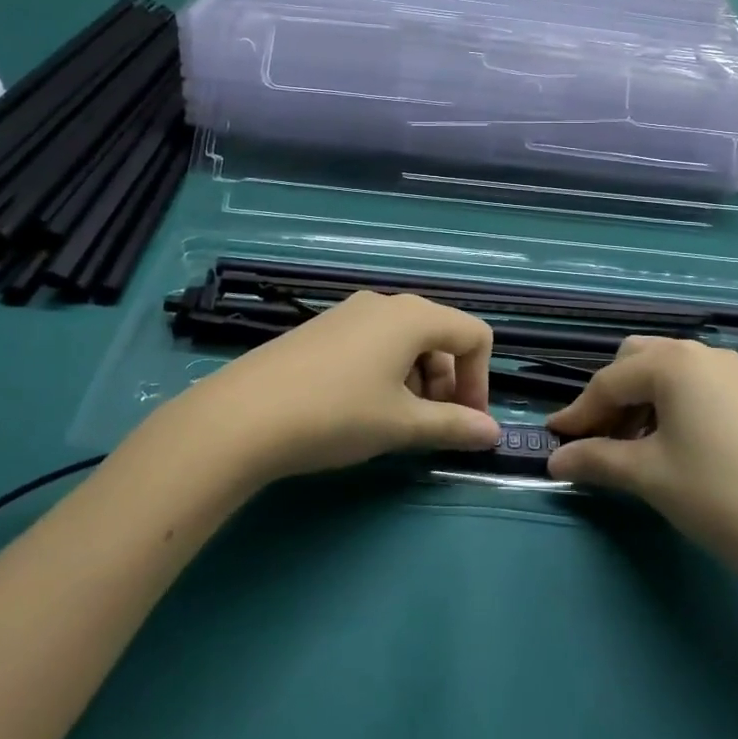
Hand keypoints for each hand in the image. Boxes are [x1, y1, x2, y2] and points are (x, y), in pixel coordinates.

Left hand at [170, 292, 500, 484]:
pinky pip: (373, 344)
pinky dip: (386, 374)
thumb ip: (454, 426)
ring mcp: (349, 313)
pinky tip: (360, 410)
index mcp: (413, 316)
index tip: (466, 424)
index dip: (480, 381)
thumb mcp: (402, 424)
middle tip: (431, 429)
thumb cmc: (337, 414)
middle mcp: (385, 304)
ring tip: (394, 425)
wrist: (243, 415)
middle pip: (440, 337)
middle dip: (447, 384)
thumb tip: (494, 434)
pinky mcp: (322, 329)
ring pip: (405, 342)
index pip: (474, 335)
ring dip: (417, 382)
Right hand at [546, 337, 737, 584]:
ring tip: (629, 449)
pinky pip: (694, 387)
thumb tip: (555, 460)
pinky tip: (669, 445)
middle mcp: (701, 353)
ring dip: (638, 402)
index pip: (608, 381)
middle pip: (636, 362)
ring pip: (666, 373)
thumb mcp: (648, 475)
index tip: (552, 440)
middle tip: (596, 442)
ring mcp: (731, 372)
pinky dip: (669, 407)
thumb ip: (595, 459)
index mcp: (672, 361)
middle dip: (609, 398)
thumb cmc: (718, 495)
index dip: (577, 413)